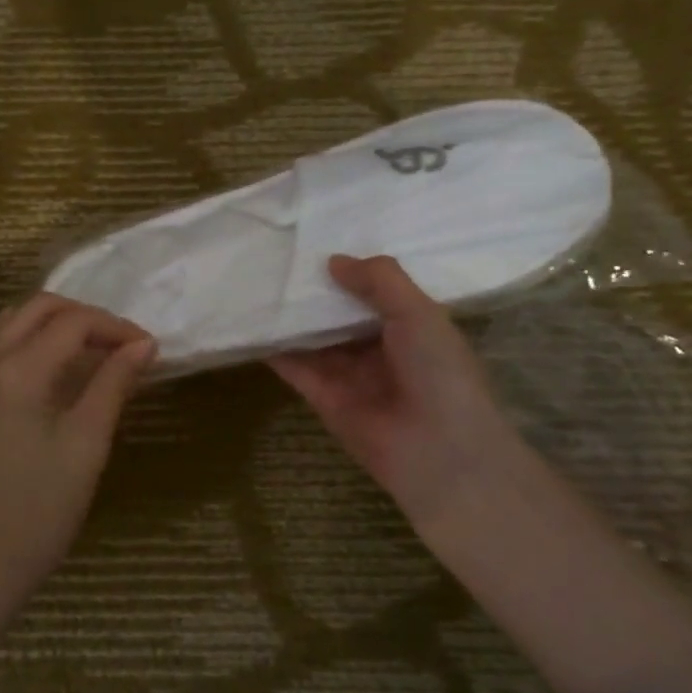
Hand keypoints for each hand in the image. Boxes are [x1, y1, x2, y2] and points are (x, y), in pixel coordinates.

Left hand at [0, 294, 156, 621]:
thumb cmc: (38, 512)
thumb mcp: (86, 445)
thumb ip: (113, 385)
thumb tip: (143, 345)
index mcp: (14, 371)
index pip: (72, 322)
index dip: (115, 327)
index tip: (149, 348)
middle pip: (38, 308)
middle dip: (86, 317)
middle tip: (124, 345)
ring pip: (15, 323)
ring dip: (57, 326)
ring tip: (97, 354)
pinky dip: (34, 344)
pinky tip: (61, 373)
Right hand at [268, 255, 532, 542]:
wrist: (437, 450)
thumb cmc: (439, 372)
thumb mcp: (418, 312)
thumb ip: (379, 280)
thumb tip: (333, 261)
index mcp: (411, 327)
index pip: (376, 292)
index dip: (351, 270)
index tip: (320, 242)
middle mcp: (379, 349)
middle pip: (339, 314)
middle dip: (315, 291)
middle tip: (279, 256)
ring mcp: (349, 375)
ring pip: (314, 338)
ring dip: (291, 317)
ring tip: (259, 282)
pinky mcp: (322, 397)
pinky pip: (295, 367)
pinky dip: (275, 348)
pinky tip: (252, 323)